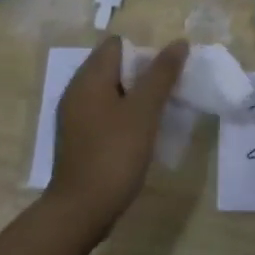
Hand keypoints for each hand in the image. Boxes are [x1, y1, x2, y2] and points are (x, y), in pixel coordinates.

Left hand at [47, 36, 186, 235]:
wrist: (80, 211)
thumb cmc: (114, 154)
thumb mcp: (144, 111)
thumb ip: (161, 74)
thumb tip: (179, 43)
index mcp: (89, 78)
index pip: (117, 45)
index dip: (143, 51)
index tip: (164, 74)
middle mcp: (77, 90)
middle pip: (113, 66)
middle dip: (142, 75)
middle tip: (167, 94)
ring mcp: (74, 116)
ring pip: (110, 91)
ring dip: (134, 97)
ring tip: (158, 114)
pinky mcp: (78, 138)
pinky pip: (103, 113)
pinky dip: (122, 116)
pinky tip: (140, 135)